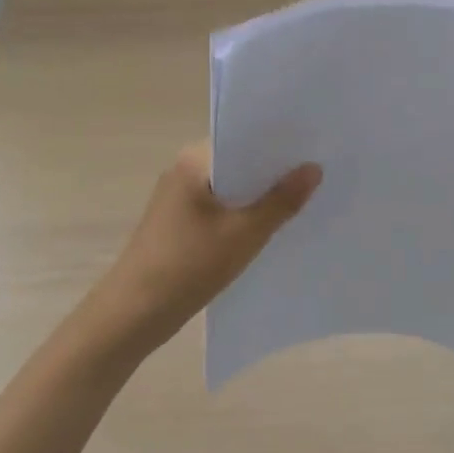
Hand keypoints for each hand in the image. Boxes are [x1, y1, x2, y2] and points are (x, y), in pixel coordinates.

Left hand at [78, 143, 320, 361]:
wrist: (134, 314)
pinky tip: (272, 227)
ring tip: (305, 199)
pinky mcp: (180, 224)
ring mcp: (179, 198)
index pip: (243, 138)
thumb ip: (281, 201)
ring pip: (231, 188)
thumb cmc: (188, 265)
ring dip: (260, 196)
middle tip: (319, 175)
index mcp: (194, 161)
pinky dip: (244, 214)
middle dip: (274, 172)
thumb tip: (314, 168)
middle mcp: (184, 170)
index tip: (315, 147)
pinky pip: (221, 209)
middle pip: (238, 163)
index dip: (279, 144)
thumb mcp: (244, 234)